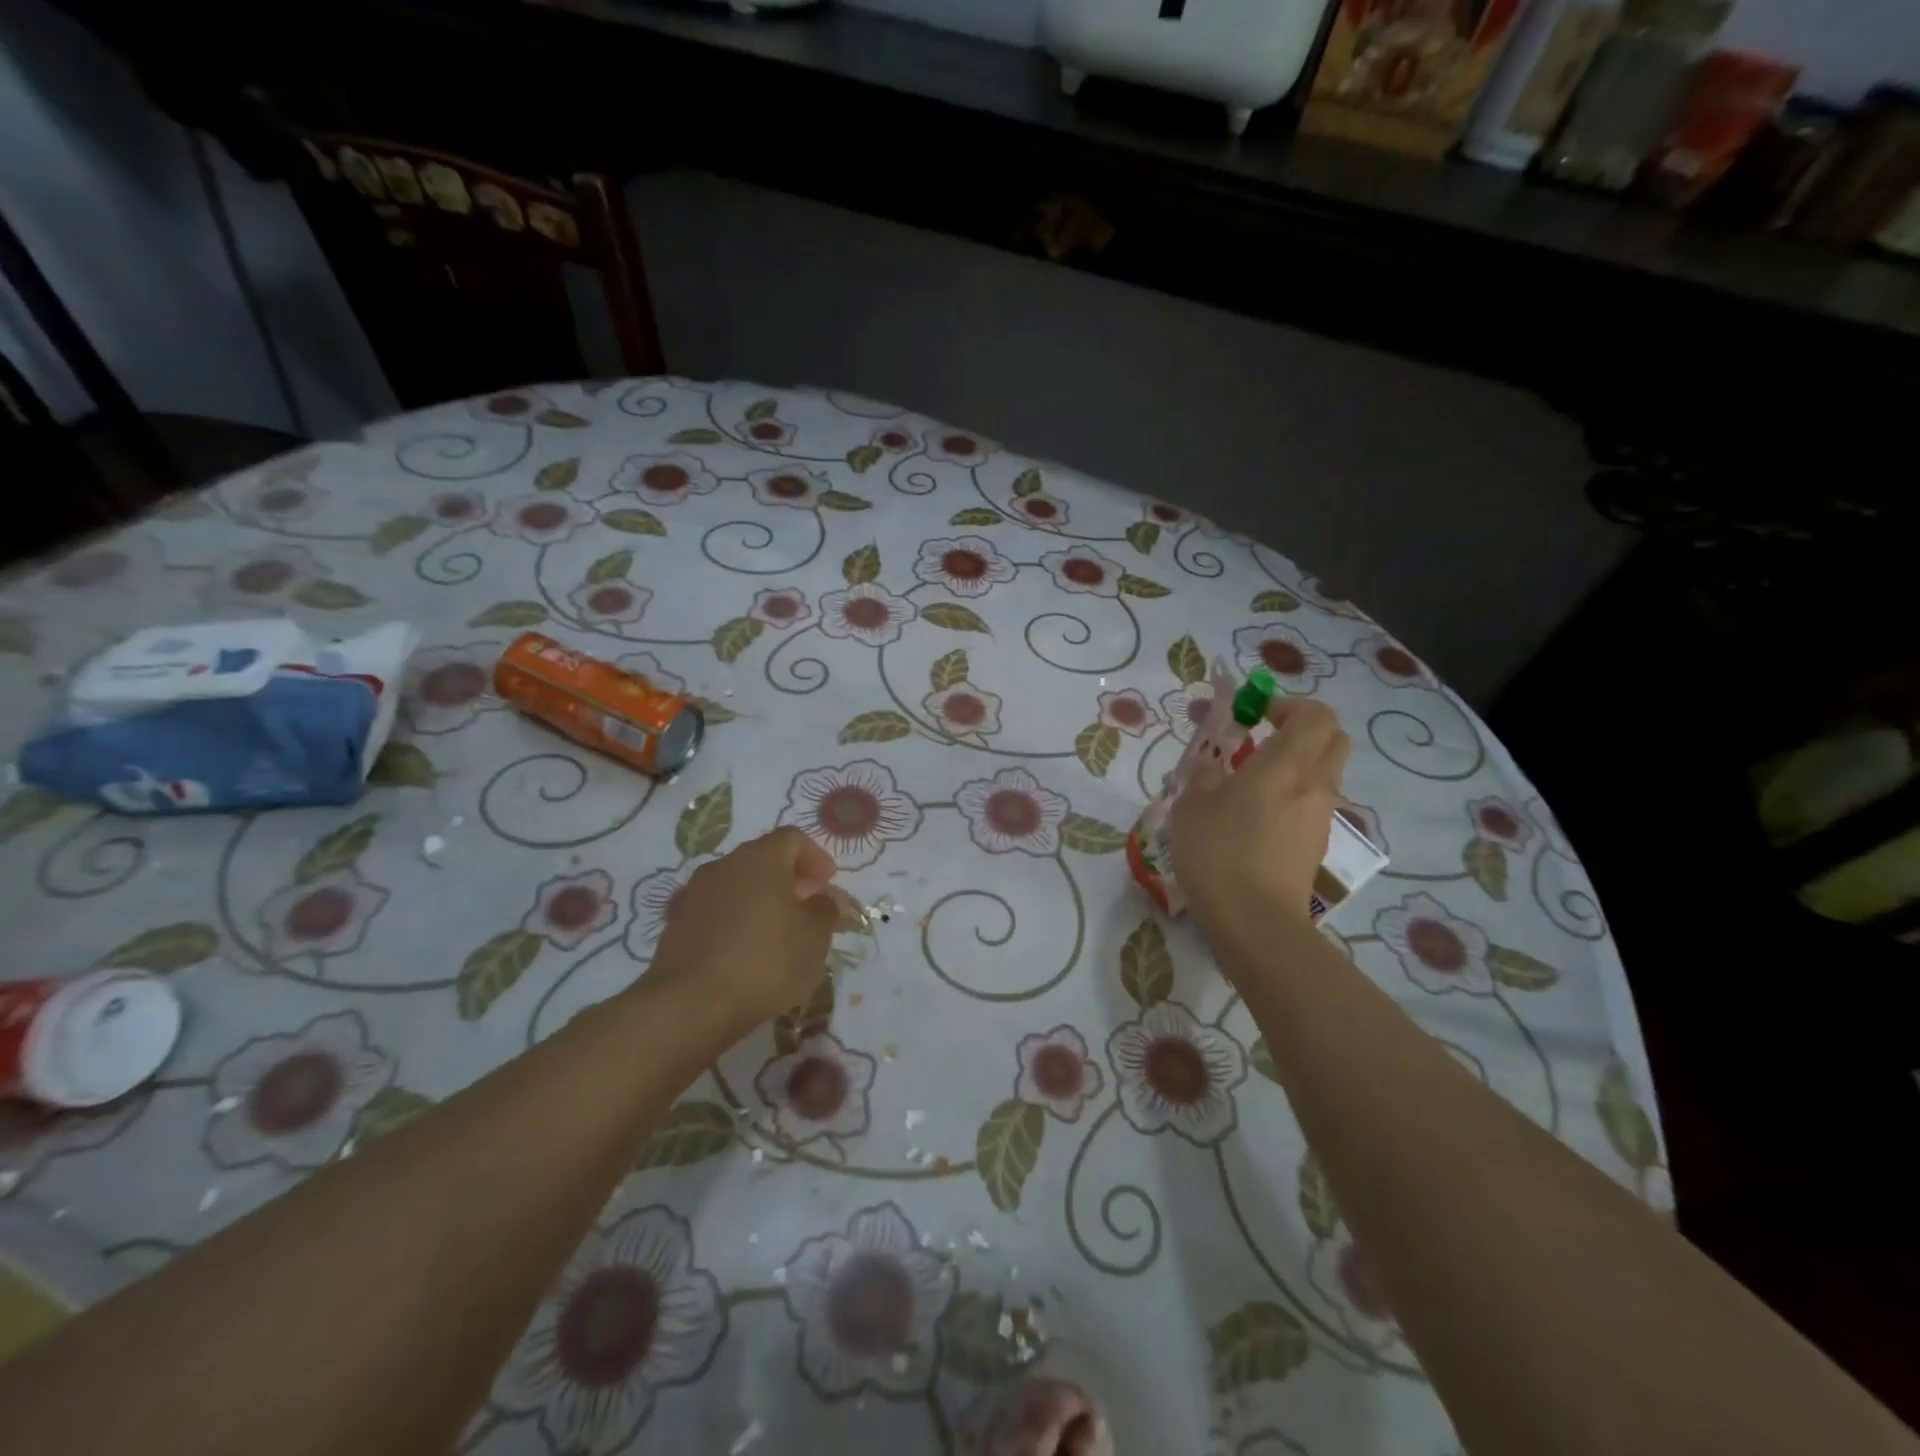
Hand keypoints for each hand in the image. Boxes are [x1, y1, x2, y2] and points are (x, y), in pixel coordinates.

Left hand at [644, 827, 841, 1039]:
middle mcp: (724, 865)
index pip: (792, 839)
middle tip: (809, 910)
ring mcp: (694, 894)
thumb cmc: (765, 961)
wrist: (690, 1005)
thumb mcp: (814, 936)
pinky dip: (736, 922)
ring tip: (779, 936)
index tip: (829, 883)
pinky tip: (746, 953)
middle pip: (763, 860)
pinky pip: (717, 912)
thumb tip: (826, 898)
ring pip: (738, 886)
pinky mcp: (676, 925)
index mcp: (760, 858)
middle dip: (791, 881)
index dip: (816, 857)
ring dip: (762, 902)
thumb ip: (827, 909)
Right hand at [1169, 698, 1348, 949]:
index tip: (1254, 715)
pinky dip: (1292, 800)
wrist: (1255, 921)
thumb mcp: (1193, 803)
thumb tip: (1216, 767)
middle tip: (1264, 742)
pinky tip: (1255, 822)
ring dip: (1296, 768)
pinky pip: (1311, 807)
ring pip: (1323, 776)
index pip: (1314, 714)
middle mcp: (1315, 785)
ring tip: (1251, 787)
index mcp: (1287, 764)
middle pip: (1332, 739)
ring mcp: (1321, 818)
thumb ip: (1206, 774)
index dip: (1287, 705)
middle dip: (1303, 731)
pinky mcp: (1315, 847)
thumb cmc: (1219, 851)